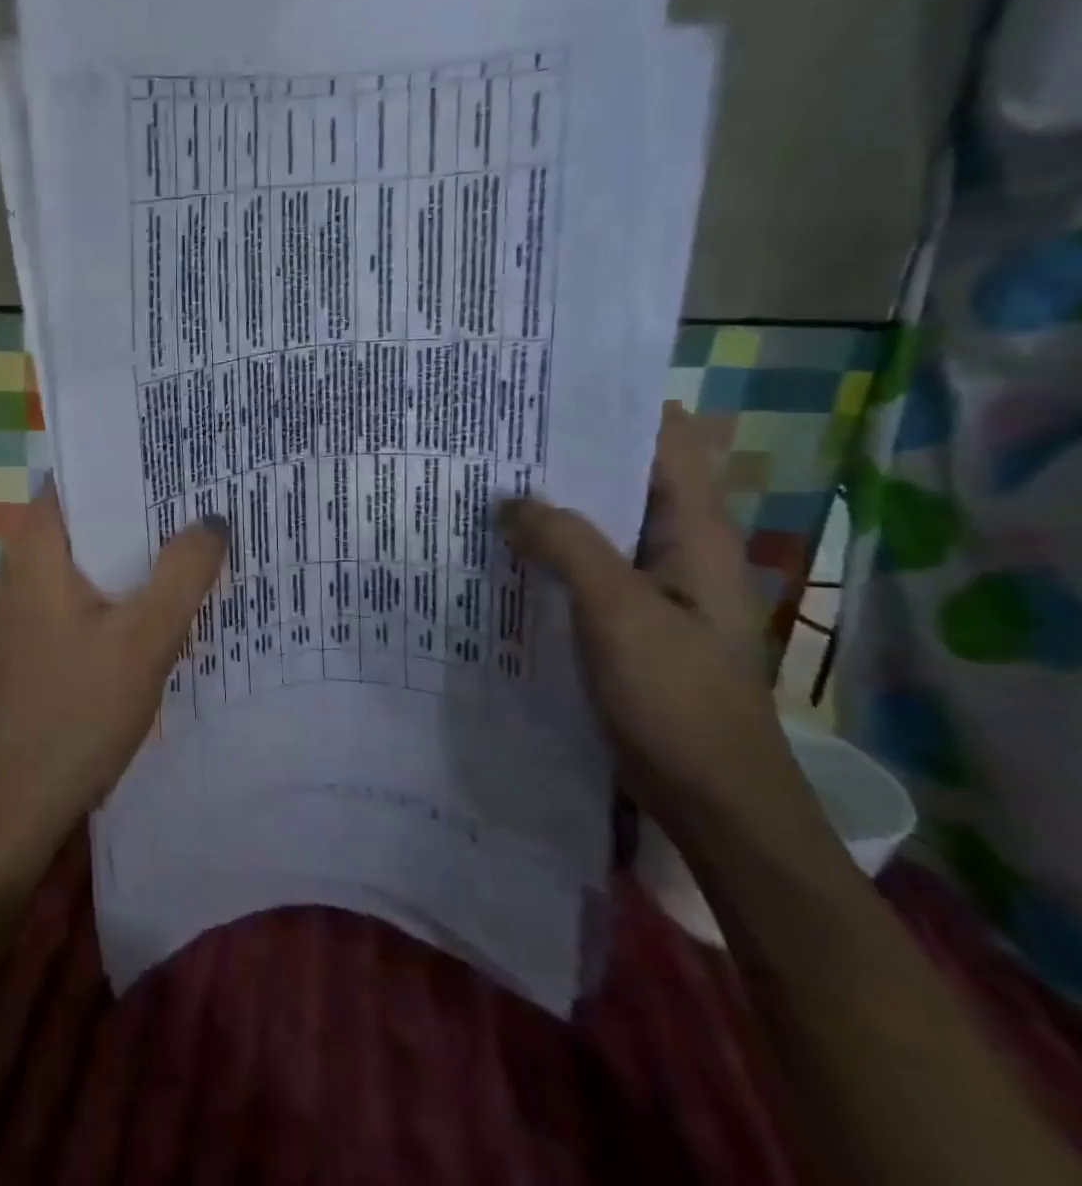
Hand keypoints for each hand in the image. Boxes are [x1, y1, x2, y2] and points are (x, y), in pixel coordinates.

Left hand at [0, 481, 226, 875]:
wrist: (18, 804)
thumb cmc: (76, 711)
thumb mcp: (143, 638)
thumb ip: (182, 572)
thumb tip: (213, 519)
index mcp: (38, 545)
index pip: (82, 474)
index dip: (132, 460)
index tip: (185, 455)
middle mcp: (28, 563)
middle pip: (94, 514)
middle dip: (149, 505)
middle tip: (212, 492)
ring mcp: (35, 602)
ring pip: (98, 556)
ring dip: (144, 549)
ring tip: (205, 535)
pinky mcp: (47, 636)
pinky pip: (95, 591)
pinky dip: (130, 585)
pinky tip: (174, 596)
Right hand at [498, 403, 795, 831]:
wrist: (710, 800)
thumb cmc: (676, 698)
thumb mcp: (618, 611)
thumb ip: (566, 544)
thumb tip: (509, 501)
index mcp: (693, 533)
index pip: (661, 442)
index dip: (612, 407)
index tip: (547, 389)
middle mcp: (674, 550)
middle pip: (618, 480)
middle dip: (561, 456)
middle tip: (491, 434)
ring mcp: (647, 589)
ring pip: (593, 528)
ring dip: (547, 508)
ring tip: (480, 483)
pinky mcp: (621, 623)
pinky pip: (577, 571)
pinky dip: (543, 554)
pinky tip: (495, 551)